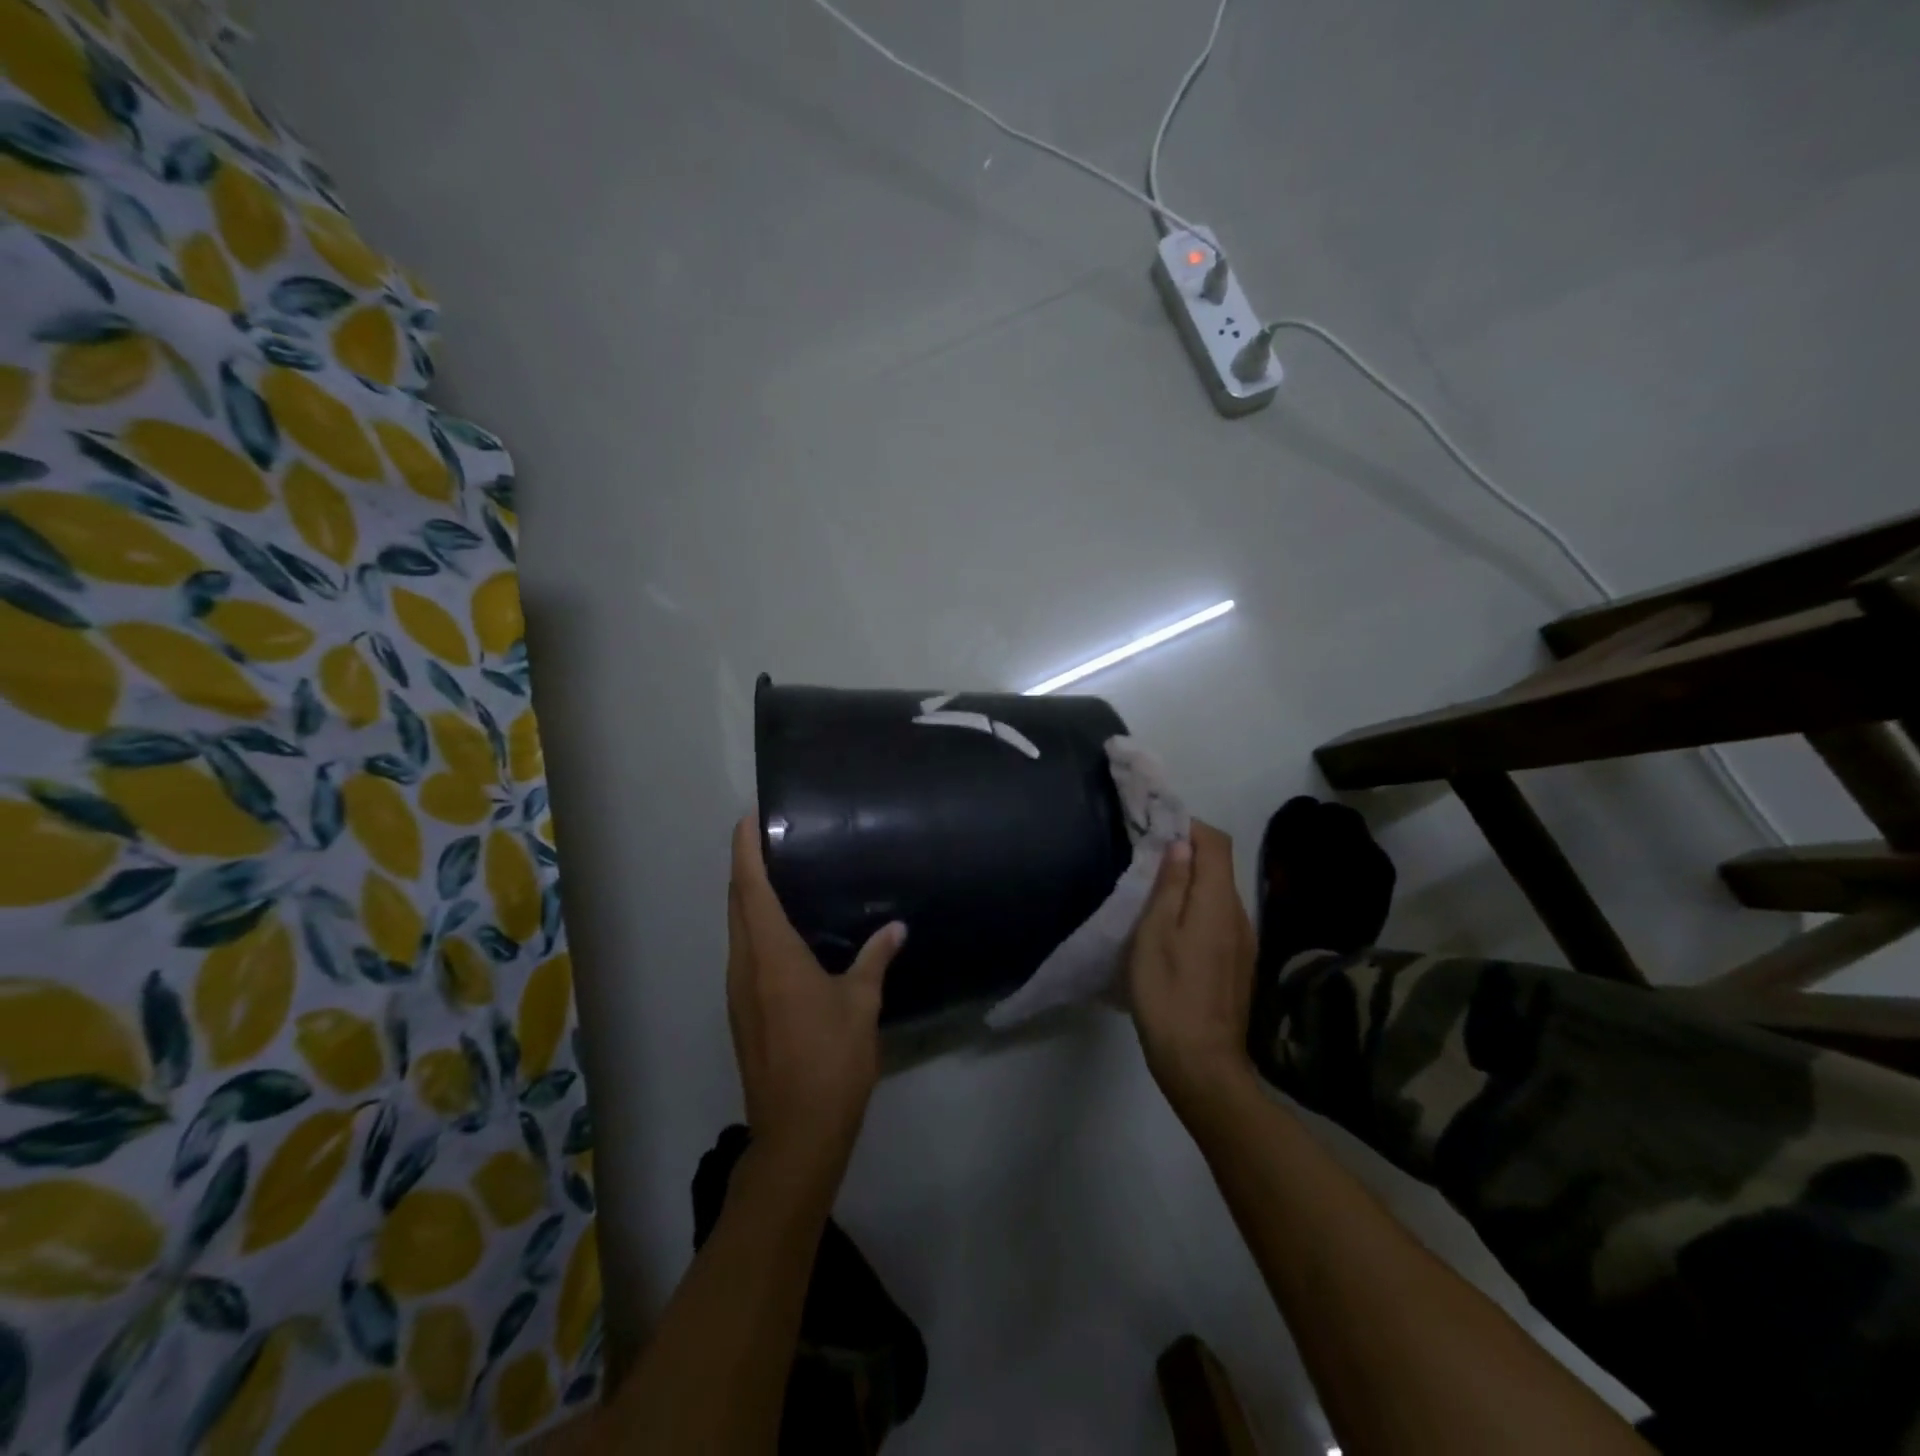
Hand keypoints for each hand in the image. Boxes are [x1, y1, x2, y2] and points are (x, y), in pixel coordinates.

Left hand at [726, 815, 905, 1176]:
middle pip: (737, 904)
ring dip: (749, 899)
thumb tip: (895, 927)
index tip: (749, 819)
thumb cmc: (830, 1061)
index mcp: (771, 955)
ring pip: (737, 930)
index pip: (751, 888)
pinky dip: (755, 928)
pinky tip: (785, 932)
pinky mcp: (743, 1012)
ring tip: (781, 876)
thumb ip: (874, 959)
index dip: (746, 851)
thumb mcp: (861, 1005)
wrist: (796, 1134)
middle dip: (745, 868)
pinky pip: (744, 953)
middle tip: (771, 839)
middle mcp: (745, 966)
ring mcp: (738, 992)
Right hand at [1128, 821, 1258, 1116]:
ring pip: (1219, 894)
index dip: (1190, 826)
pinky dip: (1198, 908)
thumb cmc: (1168, 993)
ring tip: (1154, 891)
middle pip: (1220, 866)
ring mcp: (1244, 942)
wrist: (1201, 1063)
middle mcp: (1239, 914)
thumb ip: (1171, 886)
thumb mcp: (1155, 934)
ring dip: (1192, 882)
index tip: (1157, 827)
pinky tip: (1172, 929)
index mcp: (1217, 902)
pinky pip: (1220, 918)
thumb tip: (1182, 845)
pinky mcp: (1239, 964)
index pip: (1216, 843)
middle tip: (1146, 856)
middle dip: (1187, 852)